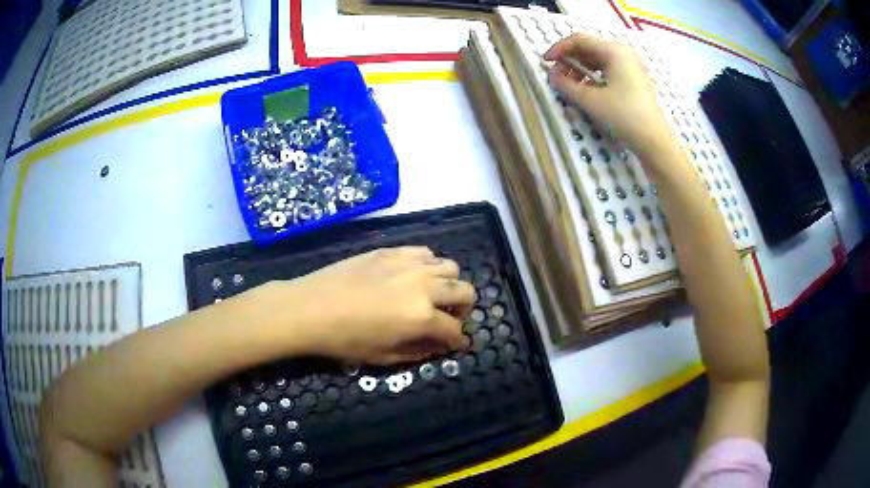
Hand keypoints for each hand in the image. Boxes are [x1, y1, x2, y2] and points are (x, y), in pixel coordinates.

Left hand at [276, 246, 473, 364]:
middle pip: (466, 291)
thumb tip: (441, 345)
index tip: (456, 344)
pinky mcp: (393, 251)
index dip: (458, 340)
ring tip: (431, 295)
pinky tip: (412, 276)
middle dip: (464, 309)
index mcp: (422, 317)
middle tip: (448, 318)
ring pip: (450, 267)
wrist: (310, 308)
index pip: (455, 329)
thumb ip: (420, 351)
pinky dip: (428, 266)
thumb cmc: (345, 340)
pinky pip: (425, 253)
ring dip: (448, 284)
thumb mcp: (385, 356)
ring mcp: (409, 264)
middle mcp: (424, 286)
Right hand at [544, 34, 673, 160]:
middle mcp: (623, 52)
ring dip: (580, 68)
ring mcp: (631, 64)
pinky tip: (585, 88)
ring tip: (568, 84)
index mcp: (613, 50)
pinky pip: (608, 68)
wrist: (654, 140)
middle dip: (569, 59)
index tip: (545, 62)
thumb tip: (552, 76)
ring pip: (598, 58)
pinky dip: (593, 74)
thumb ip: (566, 84)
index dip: (559, 49)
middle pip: (589, 47)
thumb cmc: (624, 116)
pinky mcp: (634, 77)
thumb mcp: (591, 100)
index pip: (579, 40)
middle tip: (556, 75)